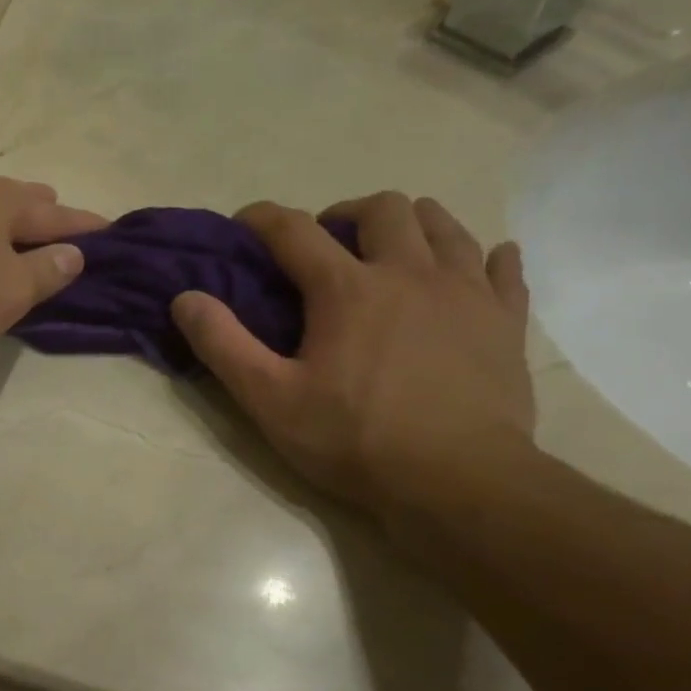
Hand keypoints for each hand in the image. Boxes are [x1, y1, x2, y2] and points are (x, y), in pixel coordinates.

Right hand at [171, 192, 535, 530]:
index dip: (263, 219)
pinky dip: (484, 258)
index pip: (295, 230)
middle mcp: (409, 272)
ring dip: (410, 224)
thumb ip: (223, 344)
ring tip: (391, 251)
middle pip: (382, 208)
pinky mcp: (505, 321)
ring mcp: (466, 292)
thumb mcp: (269, 400)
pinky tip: (475, 269)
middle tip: (328, 246)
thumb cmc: (353, 440)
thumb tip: (185, 298)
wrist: (456, 481)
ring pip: (444, 224)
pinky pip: (503, 268)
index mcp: (347, 289)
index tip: (245, 224)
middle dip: (346, 213)